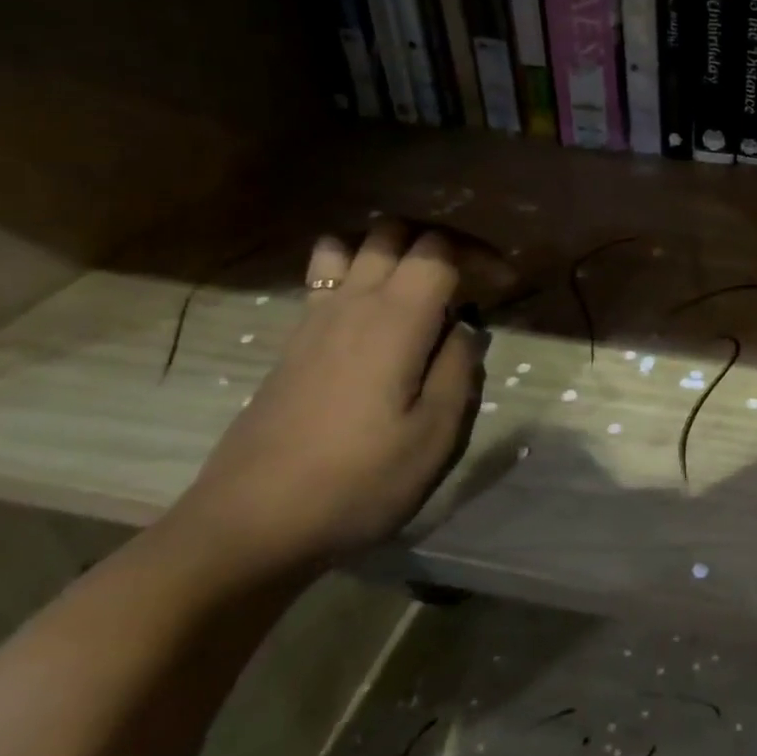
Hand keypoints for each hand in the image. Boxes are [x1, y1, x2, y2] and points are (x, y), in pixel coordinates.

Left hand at [171, 219, 487, 578]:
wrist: (251, 524)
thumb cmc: (358, 482)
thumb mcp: (435, 436)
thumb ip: (459, 370)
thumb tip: (466, 329)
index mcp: (395, 320)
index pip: (439, 249)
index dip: (479, 254)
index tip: (505, 284)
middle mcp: (352, 303)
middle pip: (394, 230)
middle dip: (440, 239)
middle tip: (469, 276)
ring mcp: (314, 319)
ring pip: (351, 243)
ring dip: (391, 248)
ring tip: (419, 284)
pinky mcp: (293, 342)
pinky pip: (325, 275)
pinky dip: (358, 269)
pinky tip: (376, 313)